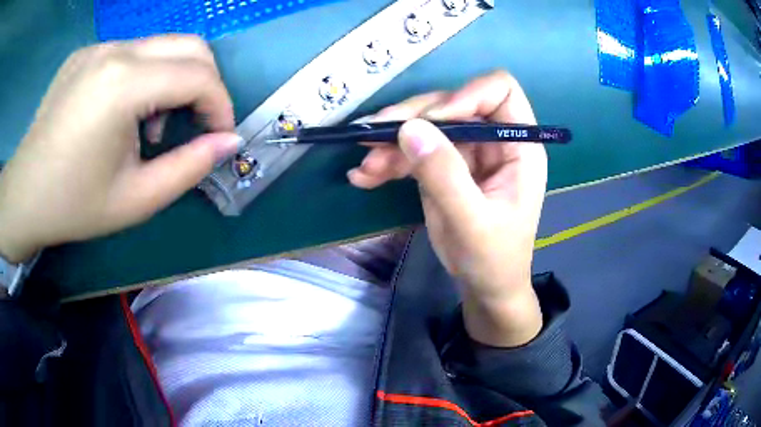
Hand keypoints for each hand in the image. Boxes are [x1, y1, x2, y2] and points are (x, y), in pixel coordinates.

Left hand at [0, 35, 240, 262]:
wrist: (24, 195)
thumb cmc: (74, 205)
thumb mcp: (136, 200)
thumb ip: (189, 168)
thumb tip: (229, 141)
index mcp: (123, 84)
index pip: (199, 75)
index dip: (220, 105)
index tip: (219, 137)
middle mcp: (115, 51)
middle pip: (189, 45)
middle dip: (206, 84)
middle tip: (197, 124)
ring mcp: (98, 47)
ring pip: (161, 47)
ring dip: (173, 81)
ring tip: (150, 127)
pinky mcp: (86, 53)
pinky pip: (132, 53)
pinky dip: (144, 77)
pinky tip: (122, 112)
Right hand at [349, 71, 546, 346]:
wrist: (484, 285)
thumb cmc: (493, 258)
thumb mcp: (472, 222)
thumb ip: (445, 176)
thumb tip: (409, 129)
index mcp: (518, 146)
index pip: (500, 91)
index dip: (465, 95)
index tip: (432, 121)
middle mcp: (493, 139)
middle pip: (451, 104)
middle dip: (411, 119)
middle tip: (372, 138)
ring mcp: (466, 151)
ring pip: (426, 125)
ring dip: (391, 142)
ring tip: (365, 169)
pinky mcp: (443, 164)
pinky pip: (413, 149)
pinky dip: (388, 160)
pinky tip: (365, 177)